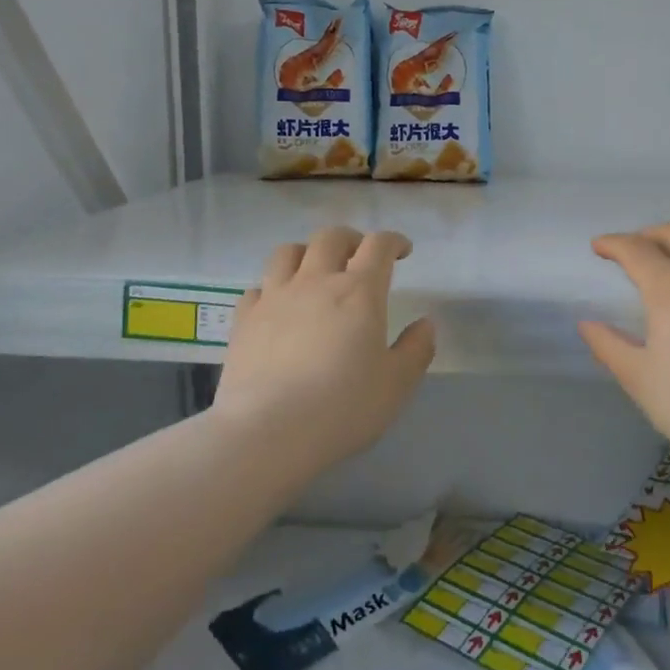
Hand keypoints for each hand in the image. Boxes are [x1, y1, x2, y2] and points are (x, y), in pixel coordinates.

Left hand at [213, 227, 435, 469]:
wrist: (269, 431)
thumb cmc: (343, 407)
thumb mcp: (396, 384)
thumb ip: (416, 349)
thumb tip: (425, 324)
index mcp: (359, 291)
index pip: (378, 246)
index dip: (393, 241)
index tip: (402, 251)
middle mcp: (315, 282)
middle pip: (331, 238)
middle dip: (351, 239)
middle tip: (360, 256)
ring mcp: (274, 297)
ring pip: (287, 252)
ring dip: (307, 253)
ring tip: (315, 271)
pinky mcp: (244, 320)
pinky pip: (257, 288)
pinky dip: (271, 288)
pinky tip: (277, 306)